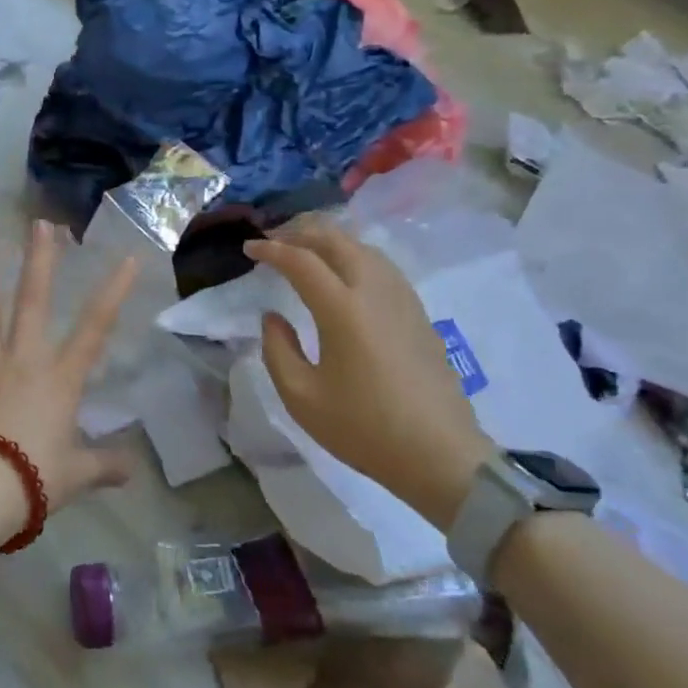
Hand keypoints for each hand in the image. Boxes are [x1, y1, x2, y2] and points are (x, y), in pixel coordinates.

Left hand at [0, 220, 140, 529]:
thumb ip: (105, 466)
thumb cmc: (34, 479)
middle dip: (39, 260)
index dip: (113, 291)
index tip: (126, 258)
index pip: (95, 327)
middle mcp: (22, 359)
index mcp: (59, 378)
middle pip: (33, 301)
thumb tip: (132, 471)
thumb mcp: (77, 474)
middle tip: (40, 225)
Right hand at [245, 217, 494, 529]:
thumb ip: (277, 349)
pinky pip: (380, 264)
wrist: (440, 455)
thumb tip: (273, 317)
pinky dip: (353, 254)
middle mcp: (374, 292)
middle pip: (336, 239)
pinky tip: (343, 271)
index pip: (301, 261)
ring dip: (328, 239)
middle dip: (299, 232)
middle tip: (273, 240)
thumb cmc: (364, 429)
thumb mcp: (301, 397)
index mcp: (343, 310)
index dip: (271, 249)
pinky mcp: (418, 311)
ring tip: (304, 250)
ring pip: (362, 247)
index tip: (248, 249)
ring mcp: (402, 298)